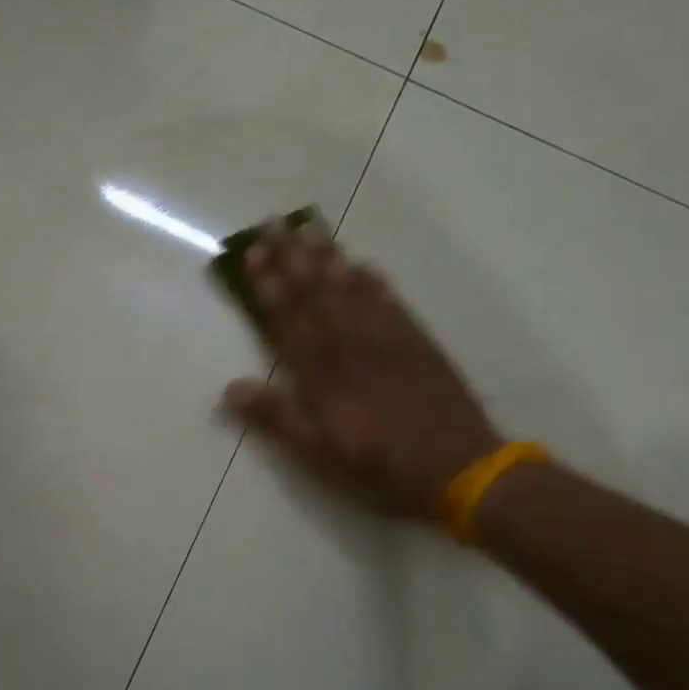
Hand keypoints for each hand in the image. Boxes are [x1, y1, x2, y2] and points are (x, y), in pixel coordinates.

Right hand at [222, 225, 501, 523]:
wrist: (458, 467)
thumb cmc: (378, 466)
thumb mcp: (317, 453)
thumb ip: (275, 417)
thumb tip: (229, 388)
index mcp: (322, 370)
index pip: (288, 317)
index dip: (269, 284)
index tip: (253, 252)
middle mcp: (351, 343)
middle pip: (316, 291)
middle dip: (291, 256)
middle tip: (273, 222)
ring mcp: (387, 338)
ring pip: (350, 287)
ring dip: (327, 256)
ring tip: (309, 228)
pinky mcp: (417, 342)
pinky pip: (390, 300)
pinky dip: (373, 280)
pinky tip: (362, 264)